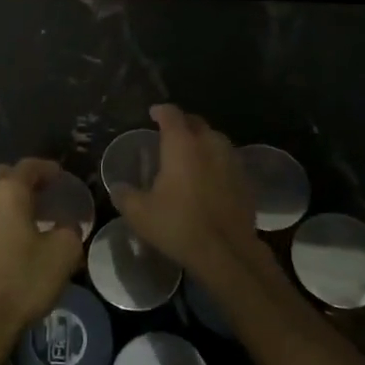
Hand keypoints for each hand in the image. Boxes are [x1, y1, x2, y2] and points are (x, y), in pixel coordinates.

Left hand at [0, 159, 85, 349]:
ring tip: (26, 218)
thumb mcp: (63, 254)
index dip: (46, 168)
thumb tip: (66, 224)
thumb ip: (70, 229)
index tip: (60, 175)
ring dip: (6, 201)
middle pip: (3, 177)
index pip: (28, 167)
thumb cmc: (22, 281)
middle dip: (23, 180)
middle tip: (43, 194)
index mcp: (7, 192)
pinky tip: (6, 239)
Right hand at [110, 104, 264, 280]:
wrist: (227, 252)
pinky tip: (210, 178)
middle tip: (170, 134)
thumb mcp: (140, 214)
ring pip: (216, 140)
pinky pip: (228, 161)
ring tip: (191, 155)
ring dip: (202, 142)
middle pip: (197, 123)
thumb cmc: (179, 226)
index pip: (171, 114)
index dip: (161, 111)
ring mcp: (232, 161)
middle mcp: (209, 145)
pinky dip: (217, 162)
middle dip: (183, 124)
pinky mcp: (246, 181)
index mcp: (182, 145)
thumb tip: (117, 187)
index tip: (153, 113)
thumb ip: (125, 195)